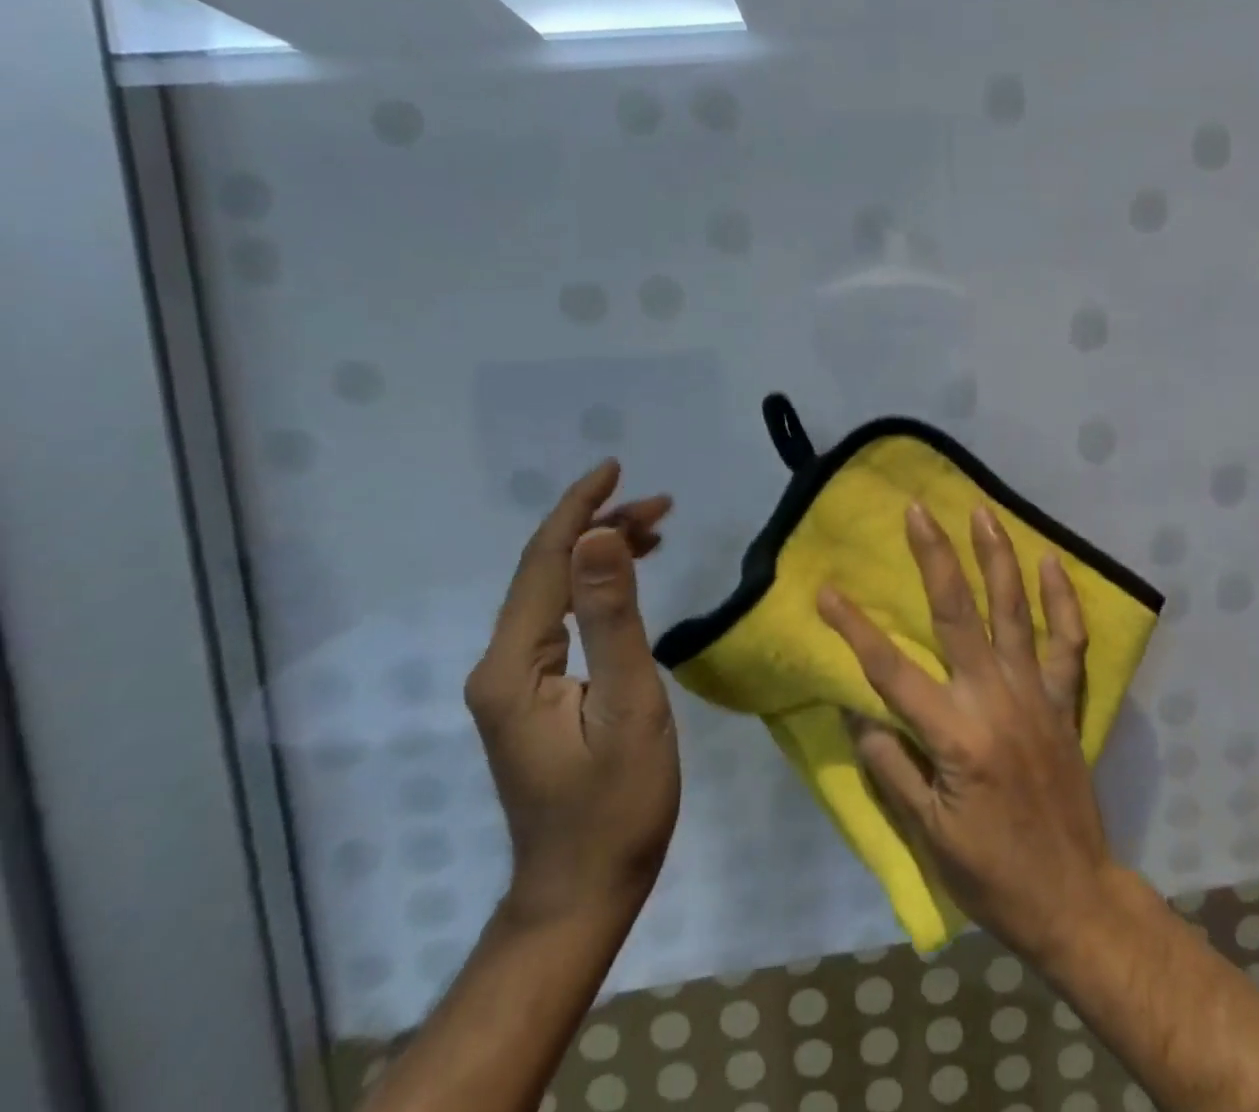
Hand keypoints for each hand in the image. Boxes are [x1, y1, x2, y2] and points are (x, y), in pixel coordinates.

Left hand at [464, 460, 679, 928]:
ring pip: (555, 593)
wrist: (585, 886)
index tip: (615, 467)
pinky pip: (562, 621)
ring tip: (657, 529)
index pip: (544, 562)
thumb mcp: (628, 703)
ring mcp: (513, 683)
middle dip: (600, 526)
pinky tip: (629, 580)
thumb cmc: (617, 801)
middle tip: (663, 503)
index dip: (579, 509)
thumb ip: (613, 617)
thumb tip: (601, 535)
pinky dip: (597, 589)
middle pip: (547, 572)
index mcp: (513, 664)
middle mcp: (500, 665)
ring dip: (602, 554)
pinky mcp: (533, 695)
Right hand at [817, 501, 1116, 969]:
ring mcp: (1037, 693)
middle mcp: (996, 698)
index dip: (854, 628)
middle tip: (917, 510)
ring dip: (997, 557)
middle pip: (958, 614)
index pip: (891, 670)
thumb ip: (892, 767)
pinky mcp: (1065, 700)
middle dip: (934, 557)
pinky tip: (1051, 562)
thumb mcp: (927, 833)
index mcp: (955, 734)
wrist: (1073, 896)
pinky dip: (1062, 600)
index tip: (827, 590)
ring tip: (982, 513)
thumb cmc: (992, 873)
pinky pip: (1068, 641)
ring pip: (1015, 610)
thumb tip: (858, 714)